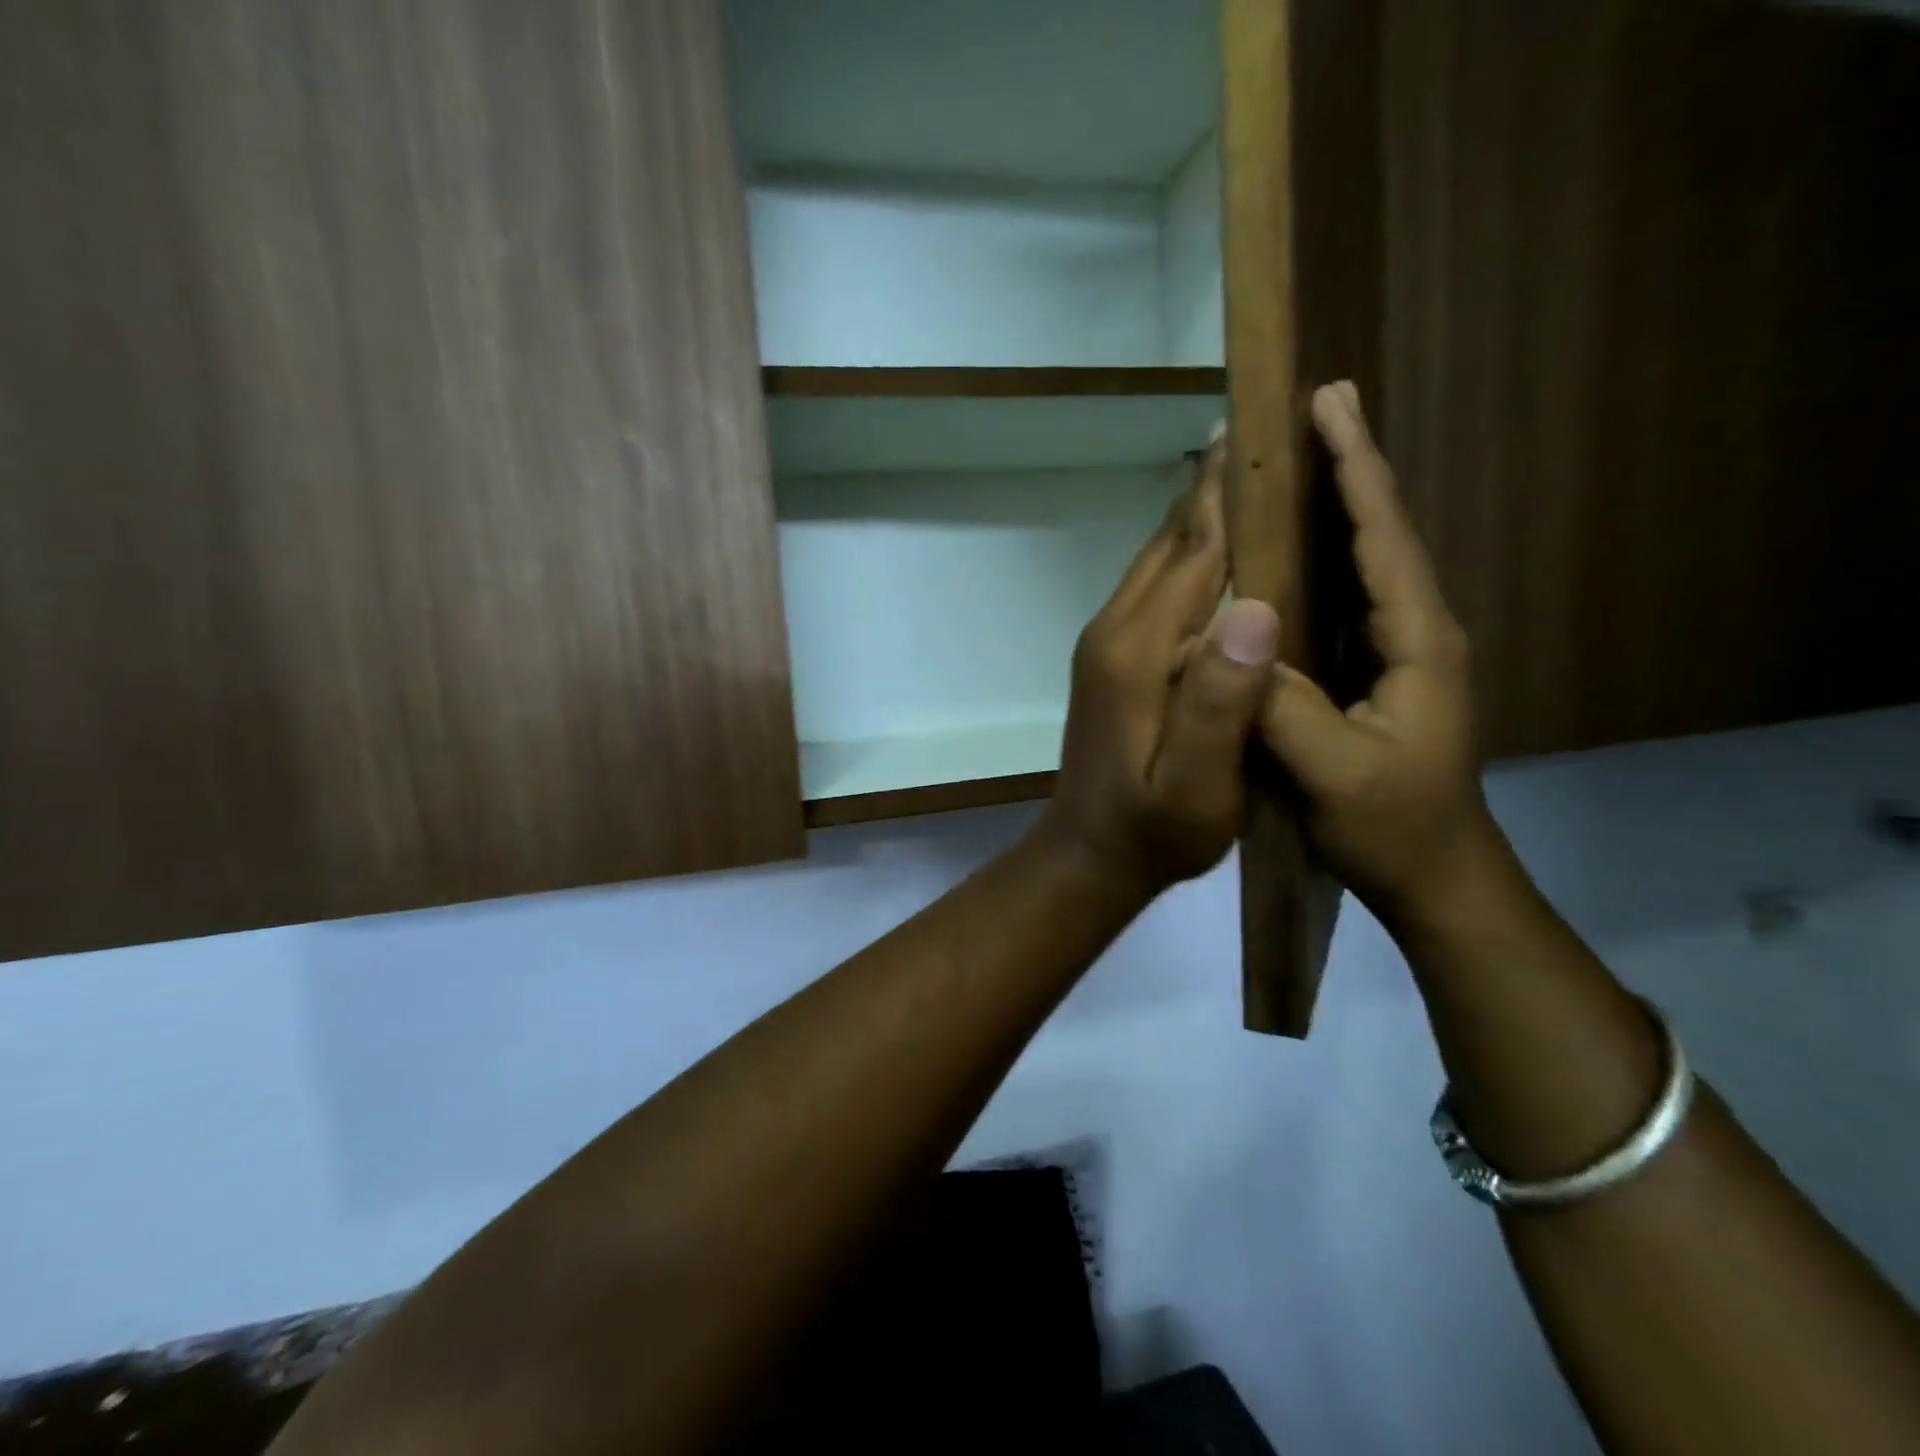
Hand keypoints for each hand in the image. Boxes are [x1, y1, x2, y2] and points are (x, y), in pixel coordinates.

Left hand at [1038, 437, 1281, 894]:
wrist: (1090, 853)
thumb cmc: (1153, 830)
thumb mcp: (1198, 784)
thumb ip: (1221, 702)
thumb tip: (1257, 606)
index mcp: (1141, 651)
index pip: (1195, 553)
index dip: (1230, 495)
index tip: (1262, 430)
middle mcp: (1116, 631)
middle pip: (1170, 545)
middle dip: (1211, 489)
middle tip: (1256, 428)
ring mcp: (1106, 644)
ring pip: (1156, 563)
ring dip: (1195, 518)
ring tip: (1238, 469)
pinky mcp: (1109, 660)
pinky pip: (1150, 591)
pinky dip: (1183, 558)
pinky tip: (1211, 551)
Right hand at [1260, 384, 1504, 929]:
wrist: (1434, 877)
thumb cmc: (1392, 826)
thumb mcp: (1333, 772)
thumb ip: (1284, 707)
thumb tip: (1231, 641)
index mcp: (1417, 642)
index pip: (1384, 540)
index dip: (1357, 471)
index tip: (1329, 406)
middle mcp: (1415, 633)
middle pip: (1381, 535)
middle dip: (1350, 469)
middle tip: (1316, 410)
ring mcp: (1397, 655)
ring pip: (1365, 565)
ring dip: (1336, 509)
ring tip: (1299, 464)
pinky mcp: (1374, 676)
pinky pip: (1345, 603)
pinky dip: (1321, 562)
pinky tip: (1287, 556)